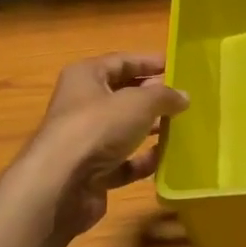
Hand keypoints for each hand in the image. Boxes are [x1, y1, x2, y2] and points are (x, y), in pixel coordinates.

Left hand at [26, 54, 187, 236]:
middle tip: (184, 100)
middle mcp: (81, 104)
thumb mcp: (139, 103)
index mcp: (86, 77)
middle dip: (152, 97)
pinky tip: (164, 160)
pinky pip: (123, 162)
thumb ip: (164, 96)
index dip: (149, 62)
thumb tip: (183, 96)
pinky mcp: (91, 172)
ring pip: (123, 130)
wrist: (62, 185)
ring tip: (181, 129)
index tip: (177, 66)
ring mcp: (85, 140)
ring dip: (150, 129)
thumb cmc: (98, 128)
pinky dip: (142, 161)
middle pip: (122, 95)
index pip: (121, 61)